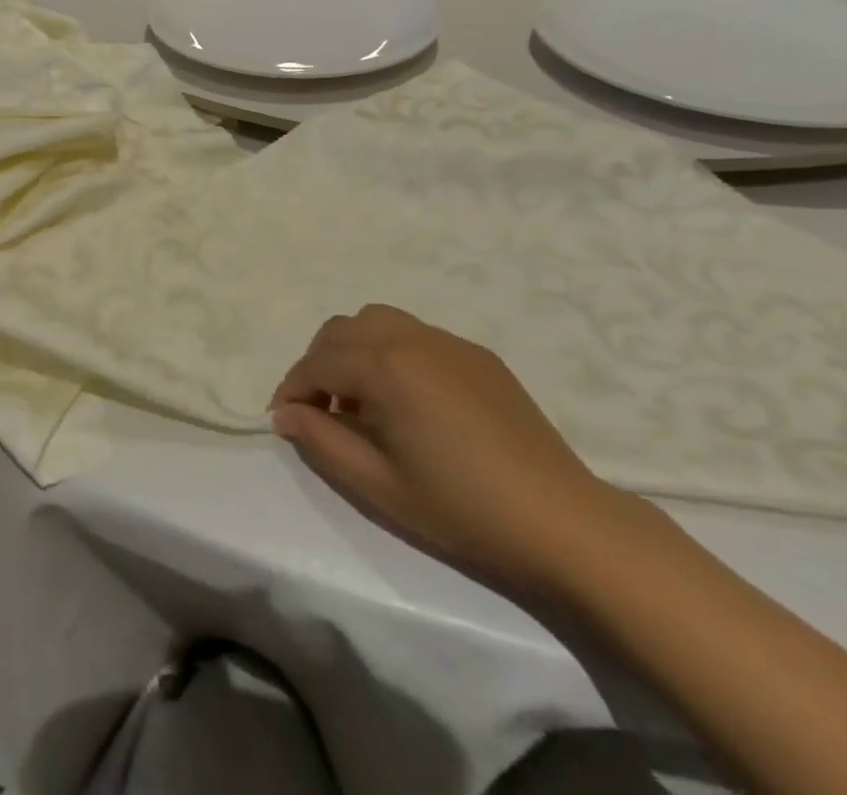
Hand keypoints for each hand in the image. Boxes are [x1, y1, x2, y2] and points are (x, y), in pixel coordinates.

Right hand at [270, 304, 639, 594]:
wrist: (564, 524)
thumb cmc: (463, 509)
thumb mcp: (378, 485)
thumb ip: (321, 441)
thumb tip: (285, 416)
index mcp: (385, 366)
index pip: (317, 364)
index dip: (291, 390)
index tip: (282, 420)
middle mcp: (411, 339)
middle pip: (341, 331)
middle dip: (318, 364)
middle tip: (318, 411)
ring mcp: (448, 342)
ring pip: (377, 321)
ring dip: (353, 350)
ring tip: (360, 399)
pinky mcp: (478, 356)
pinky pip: (415, 336)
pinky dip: (391, 353)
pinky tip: (408, 400)